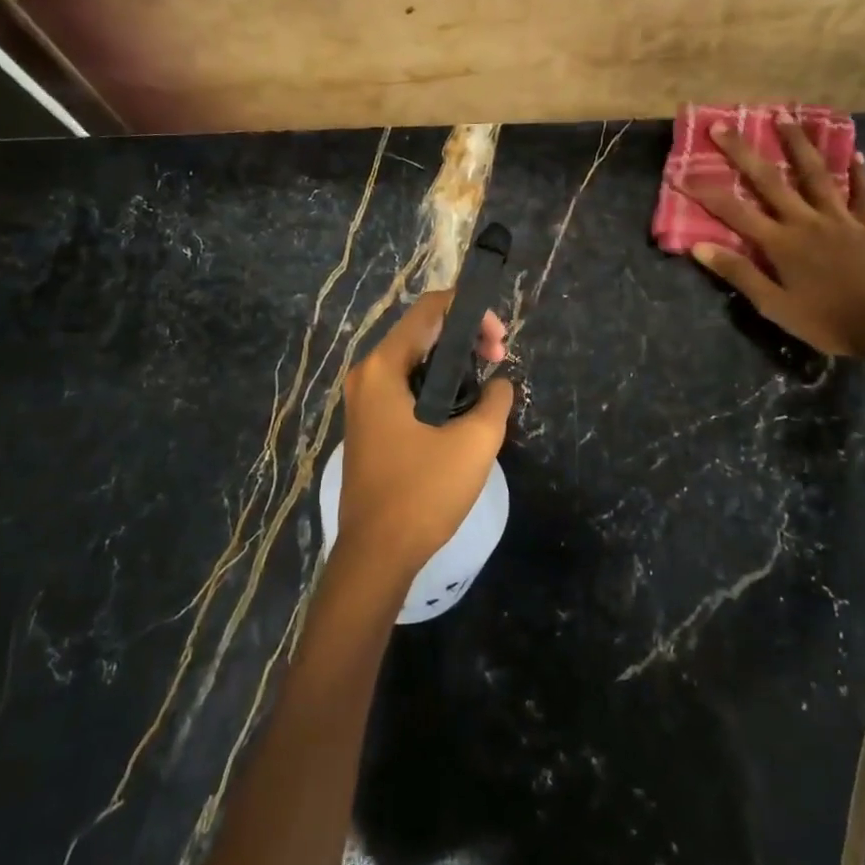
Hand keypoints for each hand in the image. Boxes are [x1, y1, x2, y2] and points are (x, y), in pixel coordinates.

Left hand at [336, 290, 513, 577]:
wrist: (376, 554)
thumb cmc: (423, 492)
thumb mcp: (475, 442)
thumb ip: (496, 400)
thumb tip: (499, 383)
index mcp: (383, 368)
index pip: (430, 309)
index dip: (472, 311)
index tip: (500, 342)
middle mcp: (367, 375)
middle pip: (421, 331)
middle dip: (466, 337)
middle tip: (499, 362)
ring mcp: (364, 400)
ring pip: (415, 359)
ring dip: (453, 362)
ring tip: (487, 385)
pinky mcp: (369, 423)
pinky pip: (406, 386)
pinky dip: (437, 384)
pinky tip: (463, 407)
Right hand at [673, 119, 864, 358]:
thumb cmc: (824, 320)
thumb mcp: (773, 305)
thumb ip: (738, 273)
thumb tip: (699, 247)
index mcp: (780, 242)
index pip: (733, 211)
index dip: (705, 192)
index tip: (681, 174)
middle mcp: (806, 220)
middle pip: (769, 180)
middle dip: (742, 151)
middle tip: (722, 126)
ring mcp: (840, 218)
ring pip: (815, 173)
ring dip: (797, 144)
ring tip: (785, 117)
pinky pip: (862, 192)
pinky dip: (857, 172)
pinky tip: (854, 152)